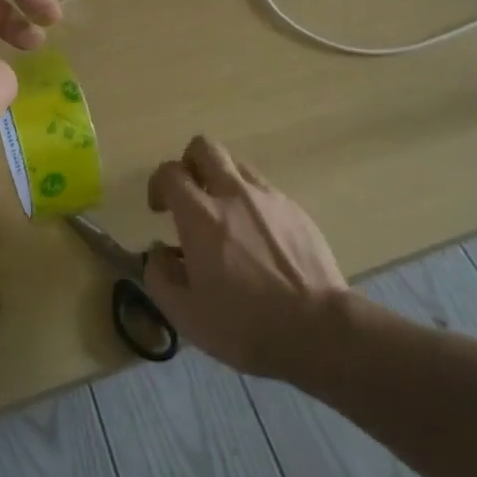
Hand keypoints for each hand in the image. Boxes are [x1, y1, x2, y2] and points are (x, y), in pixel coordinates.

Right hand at [142, 136, 348, 379]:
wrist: (319, 329)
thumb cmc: (246, 325)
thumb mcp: (187, 316)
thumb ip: (160, 277)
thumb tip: (158, 253)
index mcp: (200, 215)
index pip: (170, 172)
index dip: (158, 185)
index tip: (160, 210)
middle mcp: (232, 193)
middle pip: (204, 147)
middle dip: (190, 163)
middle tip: (191, 195)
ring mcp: (267, 197)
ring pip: (236, 164)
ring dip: (222, 180)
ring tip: (226, 217)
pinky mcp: (295, 209)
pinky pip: (264, 190)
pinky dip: (252, 202)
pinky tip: (259, 238)